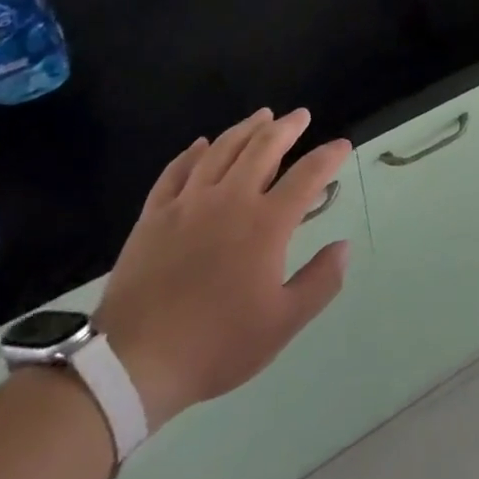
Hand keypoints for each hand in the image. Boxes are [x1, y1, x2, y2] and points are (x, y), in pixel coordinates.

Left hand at [93, 109, 351, 428]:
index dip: (329, 156)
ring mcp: (188, 203)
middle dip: (286, 127)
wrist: (135, 362)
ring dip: (246, 128)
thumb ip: (320, 281)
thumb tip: (344, 246)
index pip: (307, 175)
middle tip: (300, 115)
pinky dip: (192, 153)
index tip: (342, 145)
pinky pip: (176, 171)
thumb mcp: (282, 323)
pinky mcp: (154, 215)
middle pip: (263, 148)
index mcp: (266, 223)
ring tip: (262, 115)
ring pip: (221, 150)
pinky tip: (201, 144)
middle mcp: (230, 199)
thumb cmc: (217, 344)